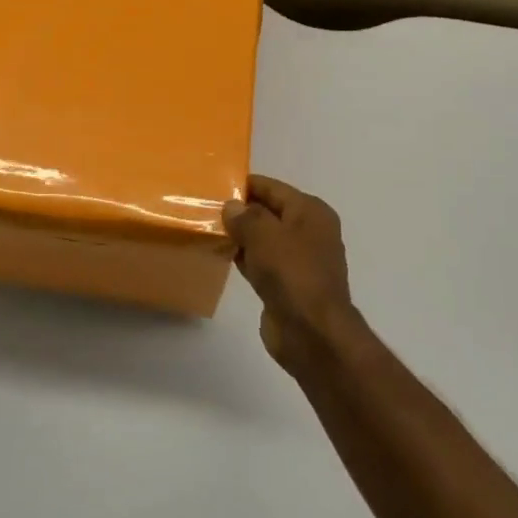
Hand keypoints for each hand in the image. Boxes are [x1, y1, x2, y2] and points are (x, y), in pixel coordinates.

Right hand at [224, 175, 357, 369]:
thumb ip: (245, 216)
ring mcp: (298, 260)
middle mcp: (308, 232)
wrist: (312, 333)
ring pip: (263, 238)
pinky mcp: (286, 284)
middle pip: (268, 212)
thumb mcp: (264, 235)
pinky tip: (221, 255)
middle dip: (240, 210)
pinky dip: (243, 257)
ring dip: (239, 236)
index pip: (273, 188)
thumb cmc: (292, 273)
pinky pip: (260, 262)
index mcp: (311, 212)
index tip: (215, 184)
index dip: (245, 185)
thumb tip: (232, 206)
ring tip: (207, 228)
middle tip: (205, 207)